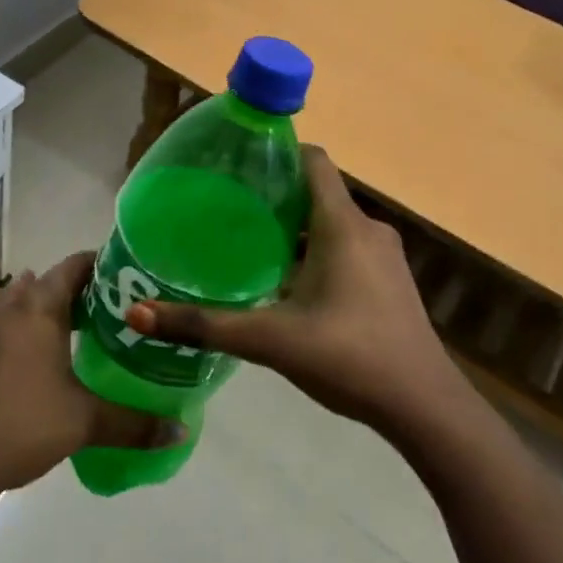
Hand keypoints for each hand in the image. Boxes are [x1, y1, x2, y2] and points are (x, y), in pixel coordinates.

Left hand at [0, 253, 184, 498]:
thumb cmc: (22, 426)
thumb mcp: (85, 422)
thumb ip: (134, 423)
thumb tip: (182, 430)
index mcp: (39, 307)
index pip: (75, 266)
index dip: (102, 267)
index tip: (128, 280)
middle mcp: (9, 304)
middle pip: (48, 282)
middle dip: (78, 292)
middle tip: (112, 314)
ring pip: (21, 302)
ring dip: (46, 311)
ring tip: (76, 336)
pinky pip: (0, 325)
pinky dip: (21, 331)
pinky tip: (34, 364)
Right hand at [127, 146, 462, 433]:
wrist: (425, 408)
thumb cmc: (349, 357)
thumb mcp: (270, 339)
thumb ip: (204, 325)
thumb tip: (137, 315)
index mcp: (342, 224)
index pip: (312, 160)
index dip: (276, 154)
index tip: (237, 166)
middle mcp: (367, 228)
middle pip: (316, 192)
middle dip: (274, 197)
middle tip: (228, 212)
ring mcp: (384, 256)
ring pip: (330, 223)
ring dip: (294, 229)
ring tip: (249, 245)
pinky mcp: (390, 281)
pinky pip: (346, 247)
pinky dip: (316, 252)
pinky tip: (287, 284)